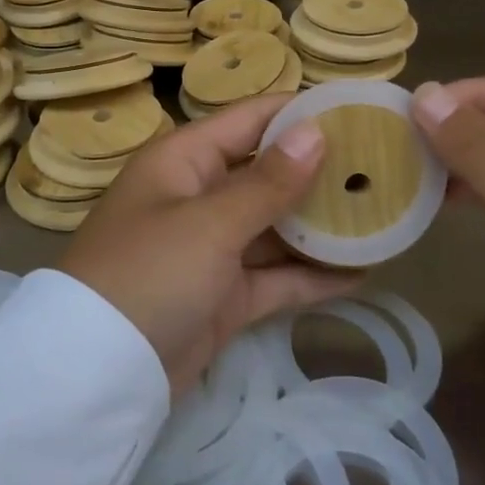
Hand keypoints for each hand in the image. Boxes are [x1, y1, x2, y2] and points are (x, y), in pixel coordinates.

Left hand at [60, 95, 361, 392]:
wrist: (98, 374)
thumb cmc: (149, 273)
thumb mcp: (209, 223)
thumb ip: (267, 182)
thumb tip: (315, 131)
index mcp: (184, 161)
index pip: (249, 120)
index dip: (299, 113)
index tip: (358, 110)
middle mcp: (198, 197)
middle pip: (267, 173)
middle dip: (320, 172)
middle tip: (385, 167)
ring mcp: (211, 249)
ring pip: (275, 227)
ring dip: (322, 226)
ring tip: (384, 216)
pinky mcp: (224, 296)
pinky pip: (275, 276)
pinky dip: (311, 275)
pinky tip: (363, 271)